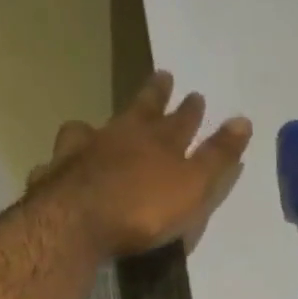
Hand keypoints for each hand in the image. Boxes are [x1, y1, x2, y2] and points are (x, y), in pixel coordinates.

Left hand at [27, 70, 251, 256]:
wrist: (79, 222)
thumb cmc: (145, 208)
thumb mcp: (195, 185)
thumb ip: (217, 155)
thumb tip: (243, 119)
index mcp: (159, 141)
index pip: (181, 119)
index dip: (190, 109)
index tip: (196, 94)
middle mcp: (120, 137)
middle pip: (139, 110)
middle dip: (154, 95)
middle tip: (161, 76)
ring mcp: (83, 152)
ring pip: (92, 129)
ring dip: (100, 125)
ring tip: (97, 125)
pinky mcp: (54, 174)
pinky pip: (59, 162)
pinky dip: (63, 162)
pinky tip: (59, 167)